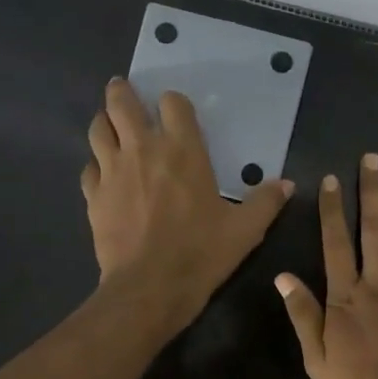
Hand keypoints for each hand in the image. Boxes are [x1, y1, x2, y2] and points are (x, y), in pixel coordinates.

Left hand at [82, 78, 293, 328]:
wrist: (150, 287)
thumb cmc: (201, 253)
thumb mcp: (245, 230)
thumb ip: (266, 202)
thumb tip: (288, 185)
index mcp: (183, 150)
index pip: (173, 103)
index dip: (174, 102)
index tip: (175, 110)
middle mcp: (143, 149)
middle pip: (122, 103)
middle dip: (123, 93)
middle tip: (124, 91)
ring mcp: (112, 171)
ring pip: (98, 129)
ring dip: (105, 122)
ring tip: (110, 125)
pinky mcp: (93, 196)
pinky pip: (89, 167)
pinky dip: (96, 164)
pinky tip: (103, 173)